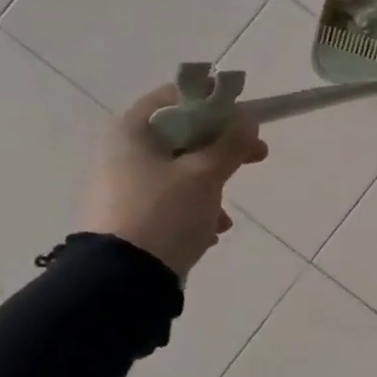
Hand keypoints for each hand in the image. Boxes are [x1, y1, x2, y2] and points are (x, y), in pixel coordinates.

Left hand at [79, 84, 267, 277]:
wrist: (122, 278)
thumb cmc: (164, 212)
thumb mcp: (206, 174)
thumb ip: (230, 143)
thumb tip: (247, 119)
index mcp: (131, 132)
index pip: (174, 98)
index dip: (213, 103)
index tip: (244, 119)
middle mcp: (119, 152)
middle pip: (181, 136)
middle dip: (222, 148)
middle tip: (257, 157)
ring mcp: (120, 185)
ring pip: (178, 171)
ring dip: (211, 184)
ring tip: (226, 213)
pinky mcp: (126, 215)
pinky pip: (168, 200)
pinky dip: (194, 208)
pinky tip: (210, 230)